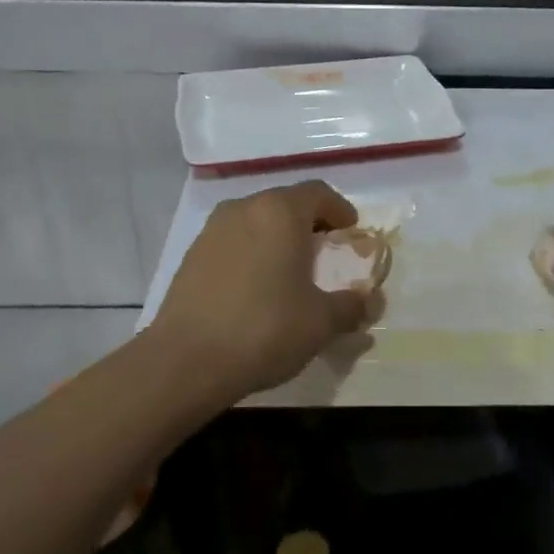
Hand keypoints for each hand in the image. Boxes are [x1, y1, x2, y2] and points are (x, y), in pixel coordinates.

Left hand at [148, 180, 371, 405]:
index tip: (351, 232)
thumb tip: (367, 302)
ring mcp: (212, 230)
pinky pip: (233, 241)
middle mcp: (244, 209)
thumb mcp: (321, 322)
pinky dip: (251, 252)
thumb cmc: (265, 329)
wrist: (186, 361)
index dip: (340, 210)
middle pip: (285, 203)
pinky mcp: (191, 254)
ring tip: (289, 271)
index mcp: (280, 212)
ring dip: (277, 237)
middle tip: (325, 253)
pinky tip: (256, 288)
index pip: (318, 193)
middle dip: (309, 223)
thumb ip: (351, 306)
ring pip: (256, 221)